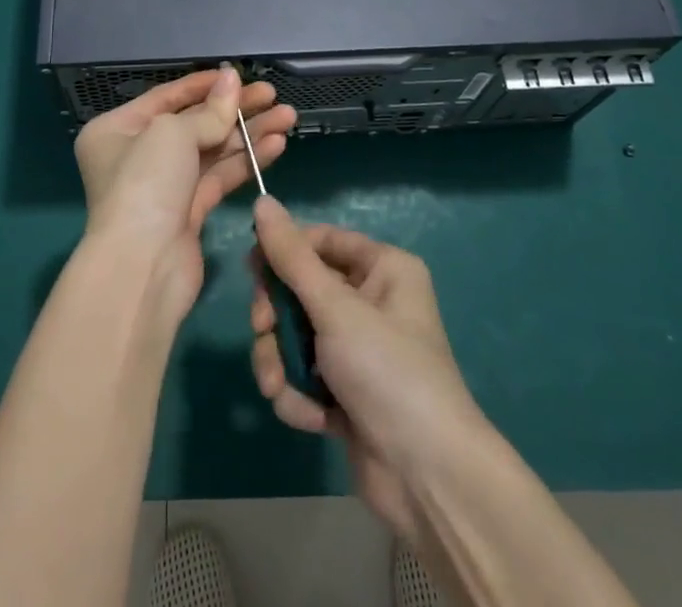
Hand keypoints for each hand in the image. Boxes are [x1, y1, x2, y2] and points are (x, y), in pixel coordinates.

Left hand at [75, 68, 295, 319]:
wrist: (141, 267)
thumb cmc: (145, 183)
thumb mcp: (174, 133)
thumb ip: (210, 110)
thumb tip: (232, 78)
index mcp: (117, 129)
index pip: (167, 97)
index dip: (205, 85)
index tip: (240, 76)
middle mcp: (137, 155)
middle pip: (194, 123)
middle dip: (235, 110)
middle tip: (273, 95)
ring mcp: (164, 186)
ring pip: (212, 151)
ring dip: (248, 134)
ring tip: (287, 116)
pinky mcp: (188, 213)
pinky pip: (220, 177)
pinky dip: (246, 161)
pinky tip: (276, 145)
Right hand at [250, 198, 487, 539]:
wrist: (428, 479)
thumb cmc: (387, 371)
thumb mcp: (335, 308)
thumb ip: (292, 257)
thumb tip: (262, 201)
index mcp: (383, 269)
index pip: (321, 240)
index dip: (284, 250)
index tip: (252, 268)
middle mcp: (372, 302)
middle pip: (302, 289)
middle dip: (276, 316)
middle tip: (262, 329)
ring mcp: (358, 350)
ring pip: (296, 335)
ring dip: (279, 359)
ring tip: (276, 386)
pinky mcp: (346, 394)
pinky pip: (305, 376)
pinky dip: (299, 394)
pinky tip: (309, 417)